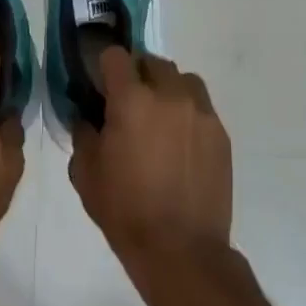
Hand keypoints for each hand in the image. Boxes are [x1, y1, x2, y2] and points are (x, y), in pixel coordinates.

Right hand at [70, 49, 232, 305]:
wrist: (180, 249)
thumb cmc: (125, 209)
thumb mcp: (85, 173)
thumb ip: (84, 134)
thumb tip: (88, 117)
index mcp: (131, 100)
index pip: (116, 56)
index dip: (104, 66)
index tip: (99, 85)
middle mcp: (170, 96)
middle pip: (152, 62)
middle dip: (137, 75)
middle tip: (127, 103)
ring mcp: (201, 113)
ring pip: (183, 80)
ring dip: (167, 88)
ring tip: (158, 117)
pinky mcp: (221, 134)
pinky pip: (201, 107)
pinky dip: (187, 113)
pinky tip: (178, 143)